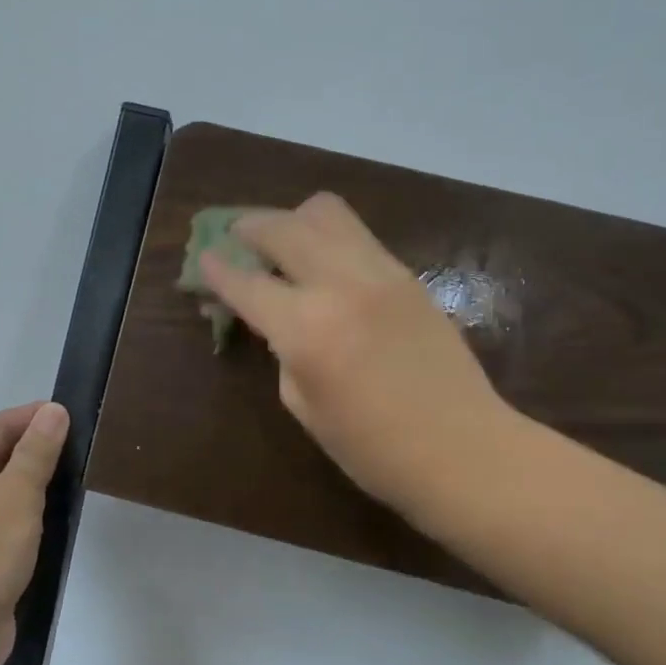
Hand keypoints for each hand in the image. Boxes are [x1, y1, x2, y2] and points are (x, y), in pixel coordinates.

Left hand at [0, 401, 68, 664]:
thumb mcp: (14, 494)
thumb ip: (36, 452)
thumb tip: (53, 411)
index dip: (33, 416)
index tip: (73, 415)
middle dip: (37, 450)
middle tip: (84, 448)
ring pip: (3, 496)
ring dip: (36, 488)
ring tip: (78, 482)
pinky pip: (6, 530)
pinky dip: (31, 522)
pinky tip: (57, 526)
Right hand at [200, 194, 512, 528]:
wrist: (464, 451)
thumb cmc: (373, 449)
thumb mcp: (304, 405)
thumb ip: (281, 351)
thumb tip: (272, 320)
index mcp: (307, 328)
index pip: (247, 283)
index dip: (216, 270)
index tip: (201, 259)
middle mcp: (342, 285)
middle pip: (284, 227)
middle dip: (250, 227)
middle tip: (236, 238)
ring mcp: (382, 273)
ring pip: (327, 212)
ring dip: (293, 220)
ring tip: (282, 242)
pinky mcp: (408, 275)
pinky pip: (358, 235)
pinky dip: (329, 237)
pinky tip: (324, 264)